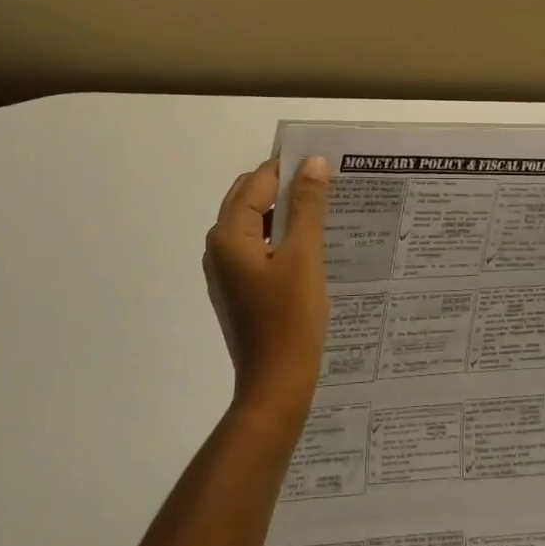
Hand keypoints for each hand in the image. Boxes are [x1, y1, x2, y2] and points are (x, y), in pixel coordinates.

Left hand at [203, 156, 331, 425]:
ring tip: (323, 207)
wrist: (276, 386)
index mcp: (228, 235)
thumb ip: (307, 206)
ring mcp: (226, 270)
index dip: (289, 167)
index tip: (323, 159)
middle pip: (250, 199)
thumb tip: (314, 163)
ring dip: (284, 211)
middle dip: (285, 186)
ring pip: (254, 223)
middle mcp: (219, 247)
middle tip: (325, 180)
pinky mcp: (239, 288)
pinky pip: (258, 247)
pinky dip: (280, 236)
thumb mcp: (304, 255)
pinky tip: (310, 242)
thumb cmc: (290, 319)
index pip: (258, 182)